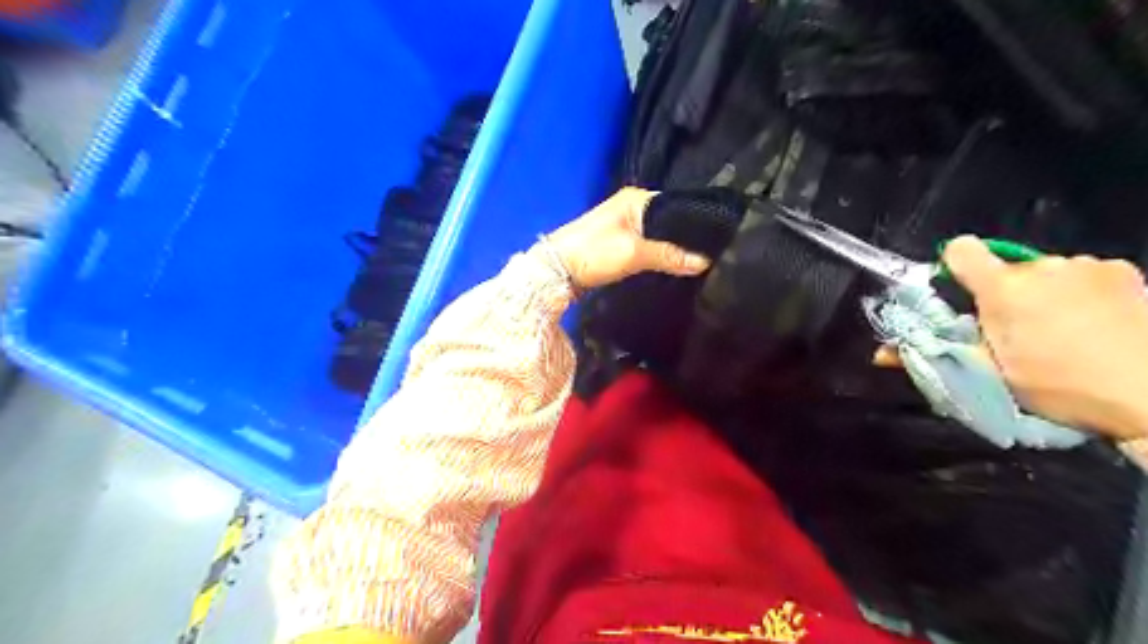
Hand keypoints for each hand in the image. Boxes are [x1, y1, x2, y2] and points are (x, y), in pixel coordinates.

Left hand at [545, 186, 715, 288]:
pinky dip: (659, 254)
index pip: (677, 204)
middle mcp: (632, 206)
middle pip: (668, 221)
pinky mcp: (618, 242)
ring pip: (658, 234)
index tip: (716, 240)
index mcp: (637, 198)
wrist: (556, 270)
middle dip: (685, 237)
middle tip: (711, 254)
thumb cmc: (594, 253)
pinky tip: (673, 265)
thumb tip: (705, 262)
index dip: (695, 222)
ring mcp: (624, 224)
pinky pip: (648, 245)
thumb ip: (670, 256)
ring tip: (697, 261)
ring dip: (672, 247)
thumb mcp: (634, 253)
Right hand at [946, 236, 1146, 442]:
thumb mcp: (989, 375)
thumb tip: (877, 355)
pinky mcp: (1123, 271)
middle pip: (1005, 268)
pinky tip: (1095, 322)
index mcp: (1003, 289)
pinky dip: (1080, 292)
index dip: (954, 266)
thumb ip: (933, 355)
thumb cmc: (1060, 386)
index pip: (962, 250)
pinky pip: (1082, 274)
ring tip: (1062, 330)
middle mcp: (1042, 267)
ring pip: (1045, 273)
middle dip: (1004, 293)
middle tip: (1017, 331)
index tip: (962, 293)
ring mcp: (1086, 266)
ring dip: (1043, 292)